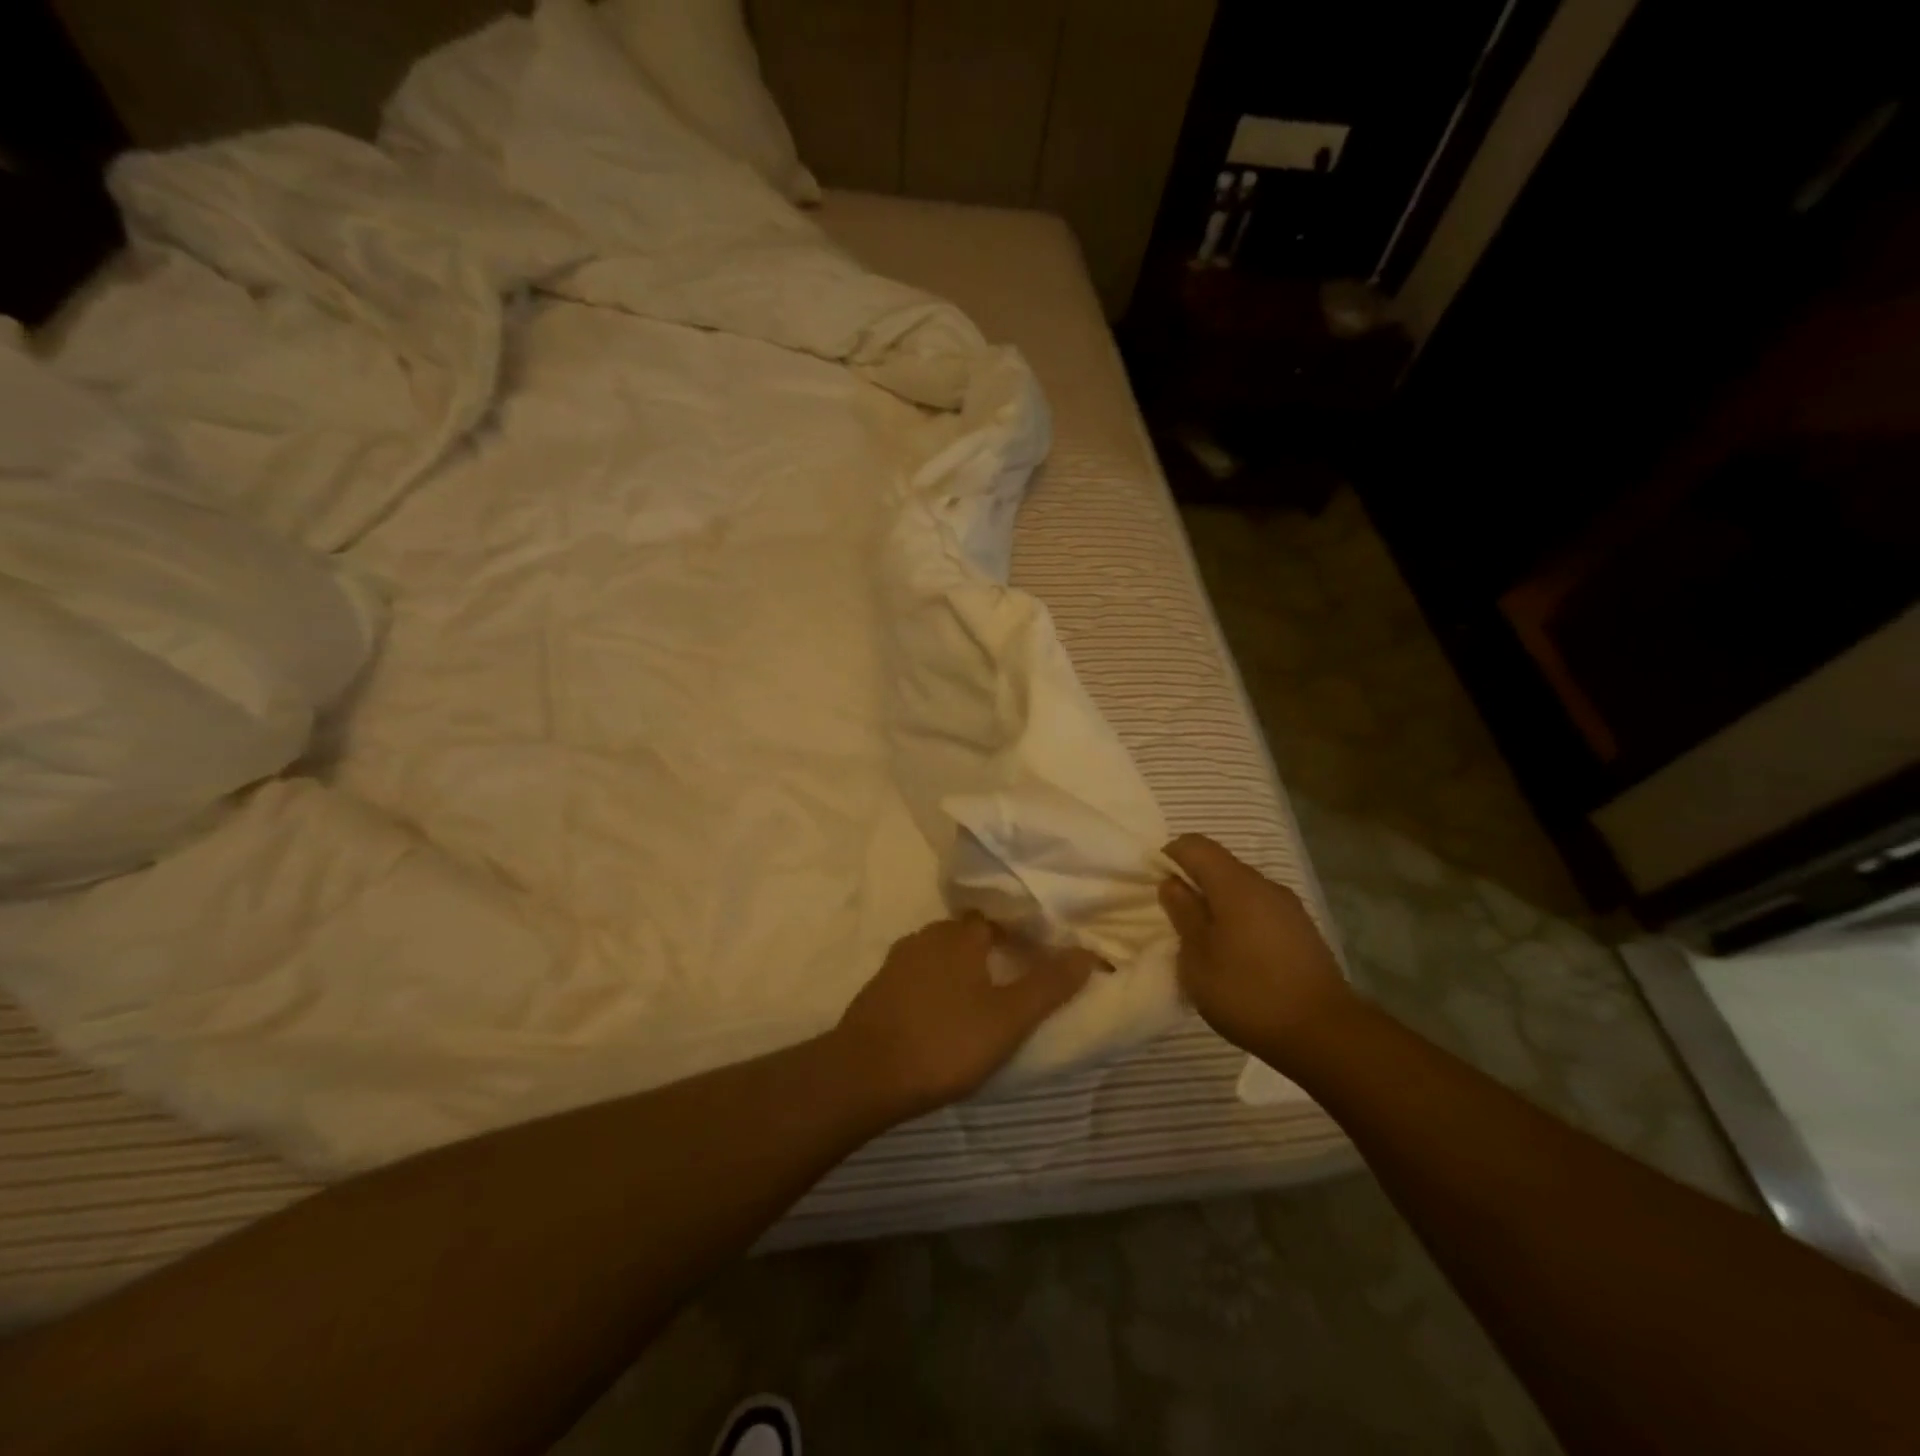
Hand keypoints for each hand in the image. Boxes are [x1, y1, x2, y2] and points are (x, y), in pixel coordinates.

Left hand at [835, 915, 1102, 1118]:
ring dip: (958, 969)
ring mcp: (897, 962)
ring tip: (979, 1000)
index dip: (1016, 934)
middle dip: (988, 951)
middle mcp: (926, 938)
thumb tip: (1089, 952)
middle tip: (1011, 980)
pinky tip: (940, 1015)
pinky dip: (933, 987)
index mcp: (960, 936)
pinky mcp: (878, 989)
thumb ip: (1049, 985)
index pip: (995, 920)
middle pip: (965, 935)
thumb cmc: (946, 1041)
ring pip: (938, 955)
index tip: (1034, 956)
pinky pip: (916, 977)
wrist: (865, 1074)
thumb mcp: (1009, 1019)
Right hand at [1159, 834, 1352, 1061]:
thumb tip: (1172, 883)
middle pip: (1219, 865)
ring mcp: (1288, 908)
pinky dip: (1239, 922)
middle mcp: (1264, 885)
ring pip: (1240, 890)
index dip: (1168, 857)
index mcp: (1235, 884)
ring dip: (1216, 906)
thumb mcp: (1197, 958)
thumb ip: (1182, 914)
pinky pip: (1259, 911)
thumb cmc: (1248, 992)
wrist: (1325, 1035)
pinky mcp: (1302, 931)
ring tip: (1203, 943)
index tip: (1155, 889)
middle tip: (1174, 920)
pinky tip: (1235, 958)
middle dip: (1192, 884)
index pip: (1194, 845)